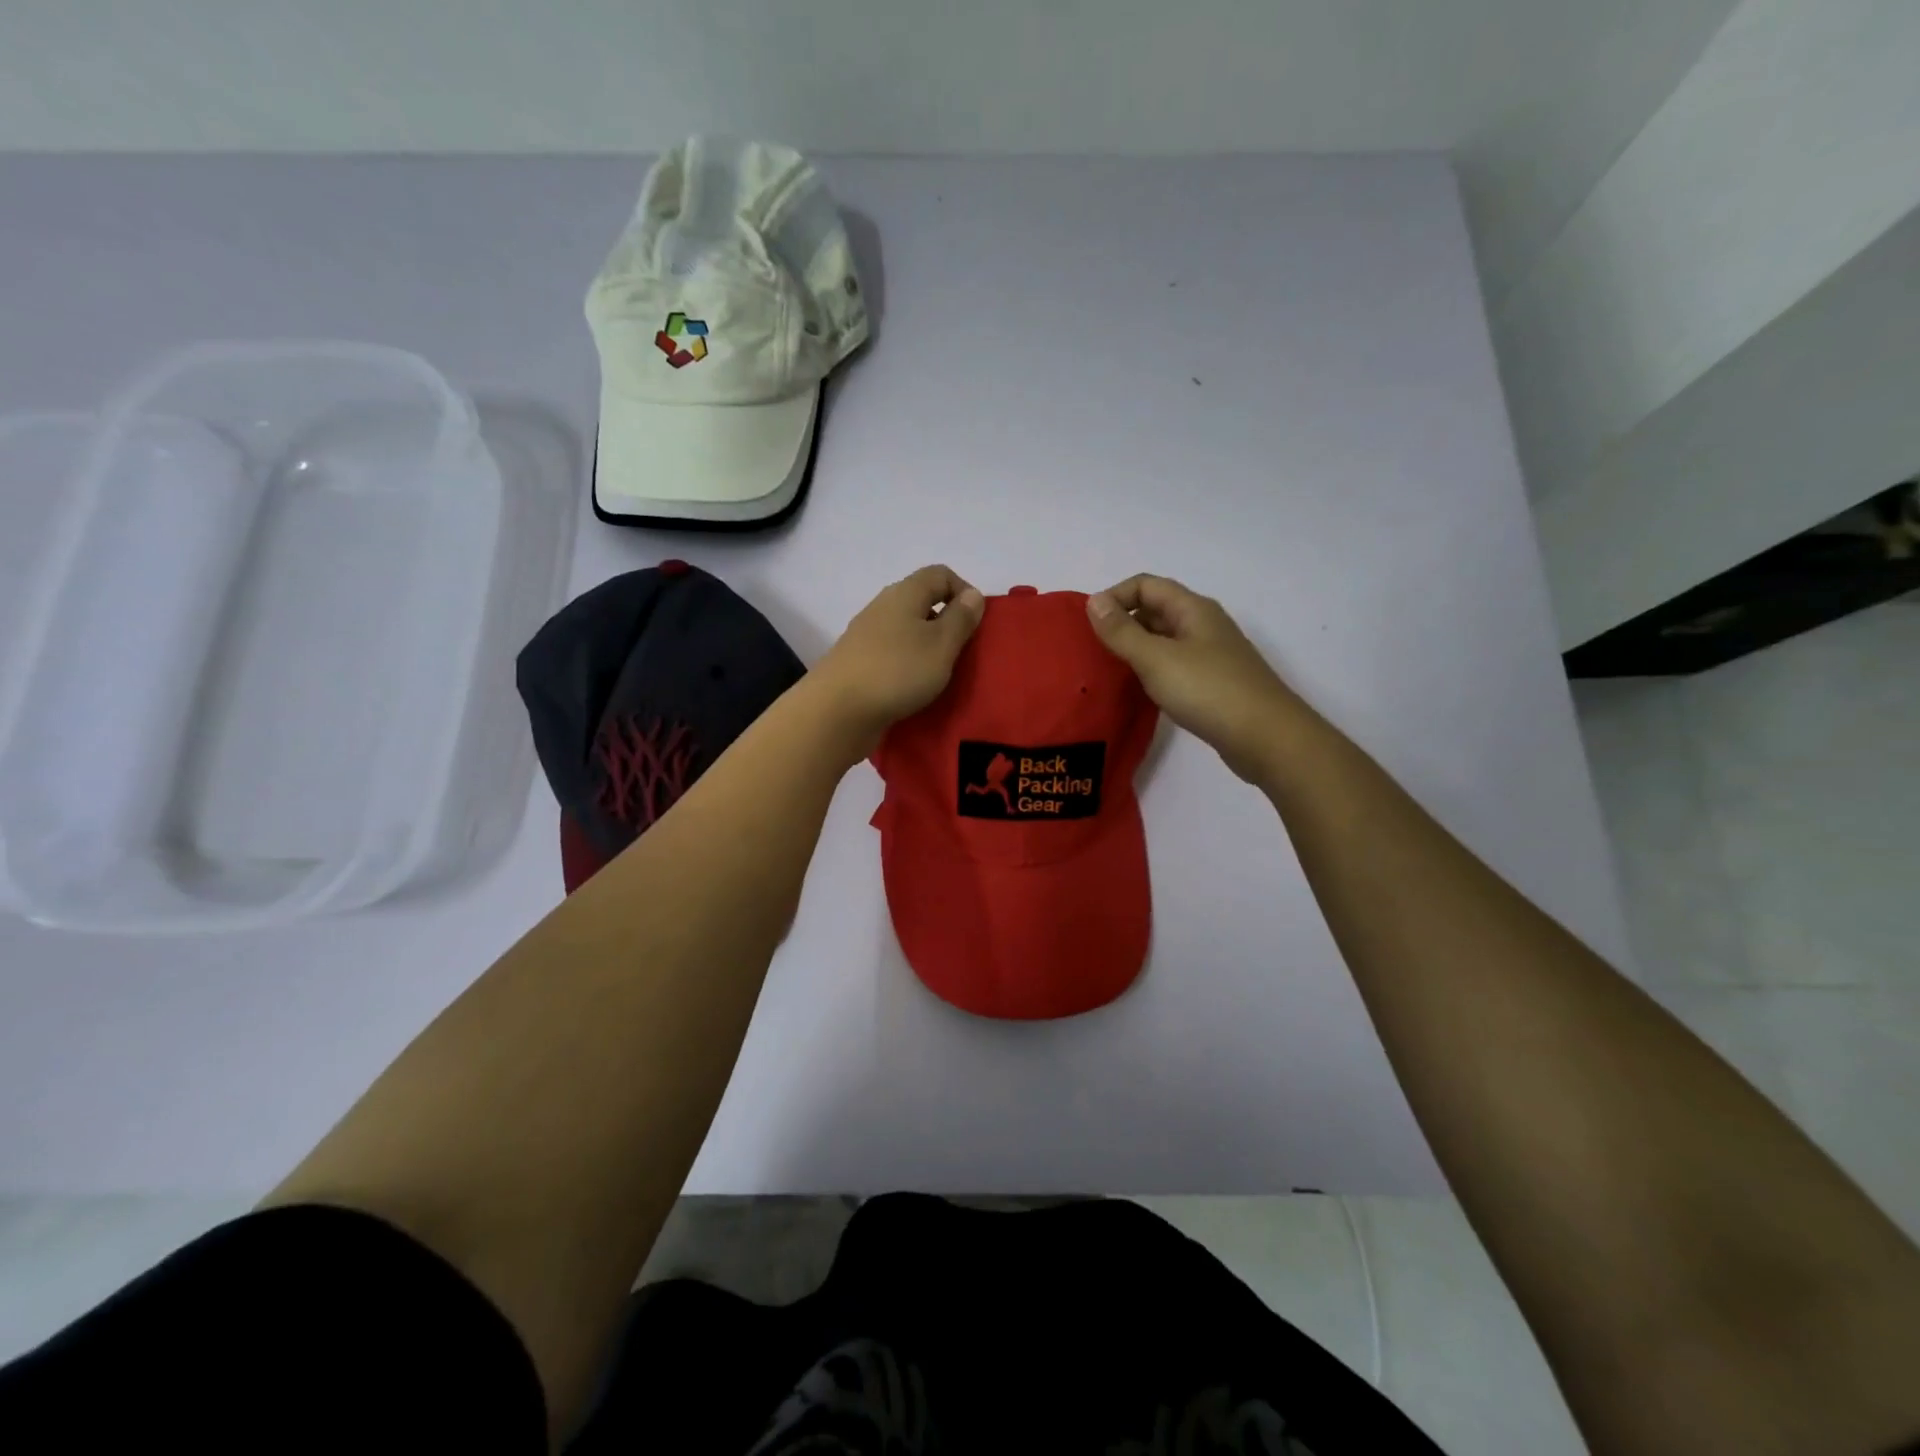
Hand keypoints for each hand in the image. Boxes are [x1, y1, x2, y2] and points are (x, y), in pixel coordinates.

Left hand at [810, 566, 985, 755]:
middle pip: (922, 601)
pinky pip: (892, 654)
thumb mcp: (942, 644)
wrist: (837, 711)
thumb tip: (972, 594)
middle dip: (947, 622)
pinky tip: (914, 688)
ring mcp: (866, 635)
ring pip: (906, 630)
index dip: (964, 591)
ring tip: (941, 673)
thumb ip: (960, 618)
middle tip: (963, 652)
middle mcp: (883, 606)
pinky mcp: (857, 662)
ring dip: (927, 646)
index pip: (940, 574)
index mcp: (905, 593)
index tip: (977, 623)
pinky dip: (908, 664)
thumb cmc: (898, 671)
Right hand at [1086, 574, 1302, 781]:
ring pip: (1164, 641)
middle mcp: (1203, 625)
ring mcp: (1211, 655)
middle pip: (1155, 610)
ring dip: (1136, 650)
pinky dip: (1152, 672)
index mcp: (1192, 609)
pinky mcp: (1213, 684)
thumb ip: (1122, 631)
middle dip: (1122, 624)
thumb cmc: (1209, 691)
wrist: (1266, 738)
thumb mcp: (1156, 659)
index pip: (1146, 585)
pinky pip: (1174, 666)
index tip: (1089, 627)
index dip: (1115, 597)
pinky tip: (1139, 692)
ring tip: (1109, 672)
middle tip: (1093, 651)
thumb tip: (1093, 601)